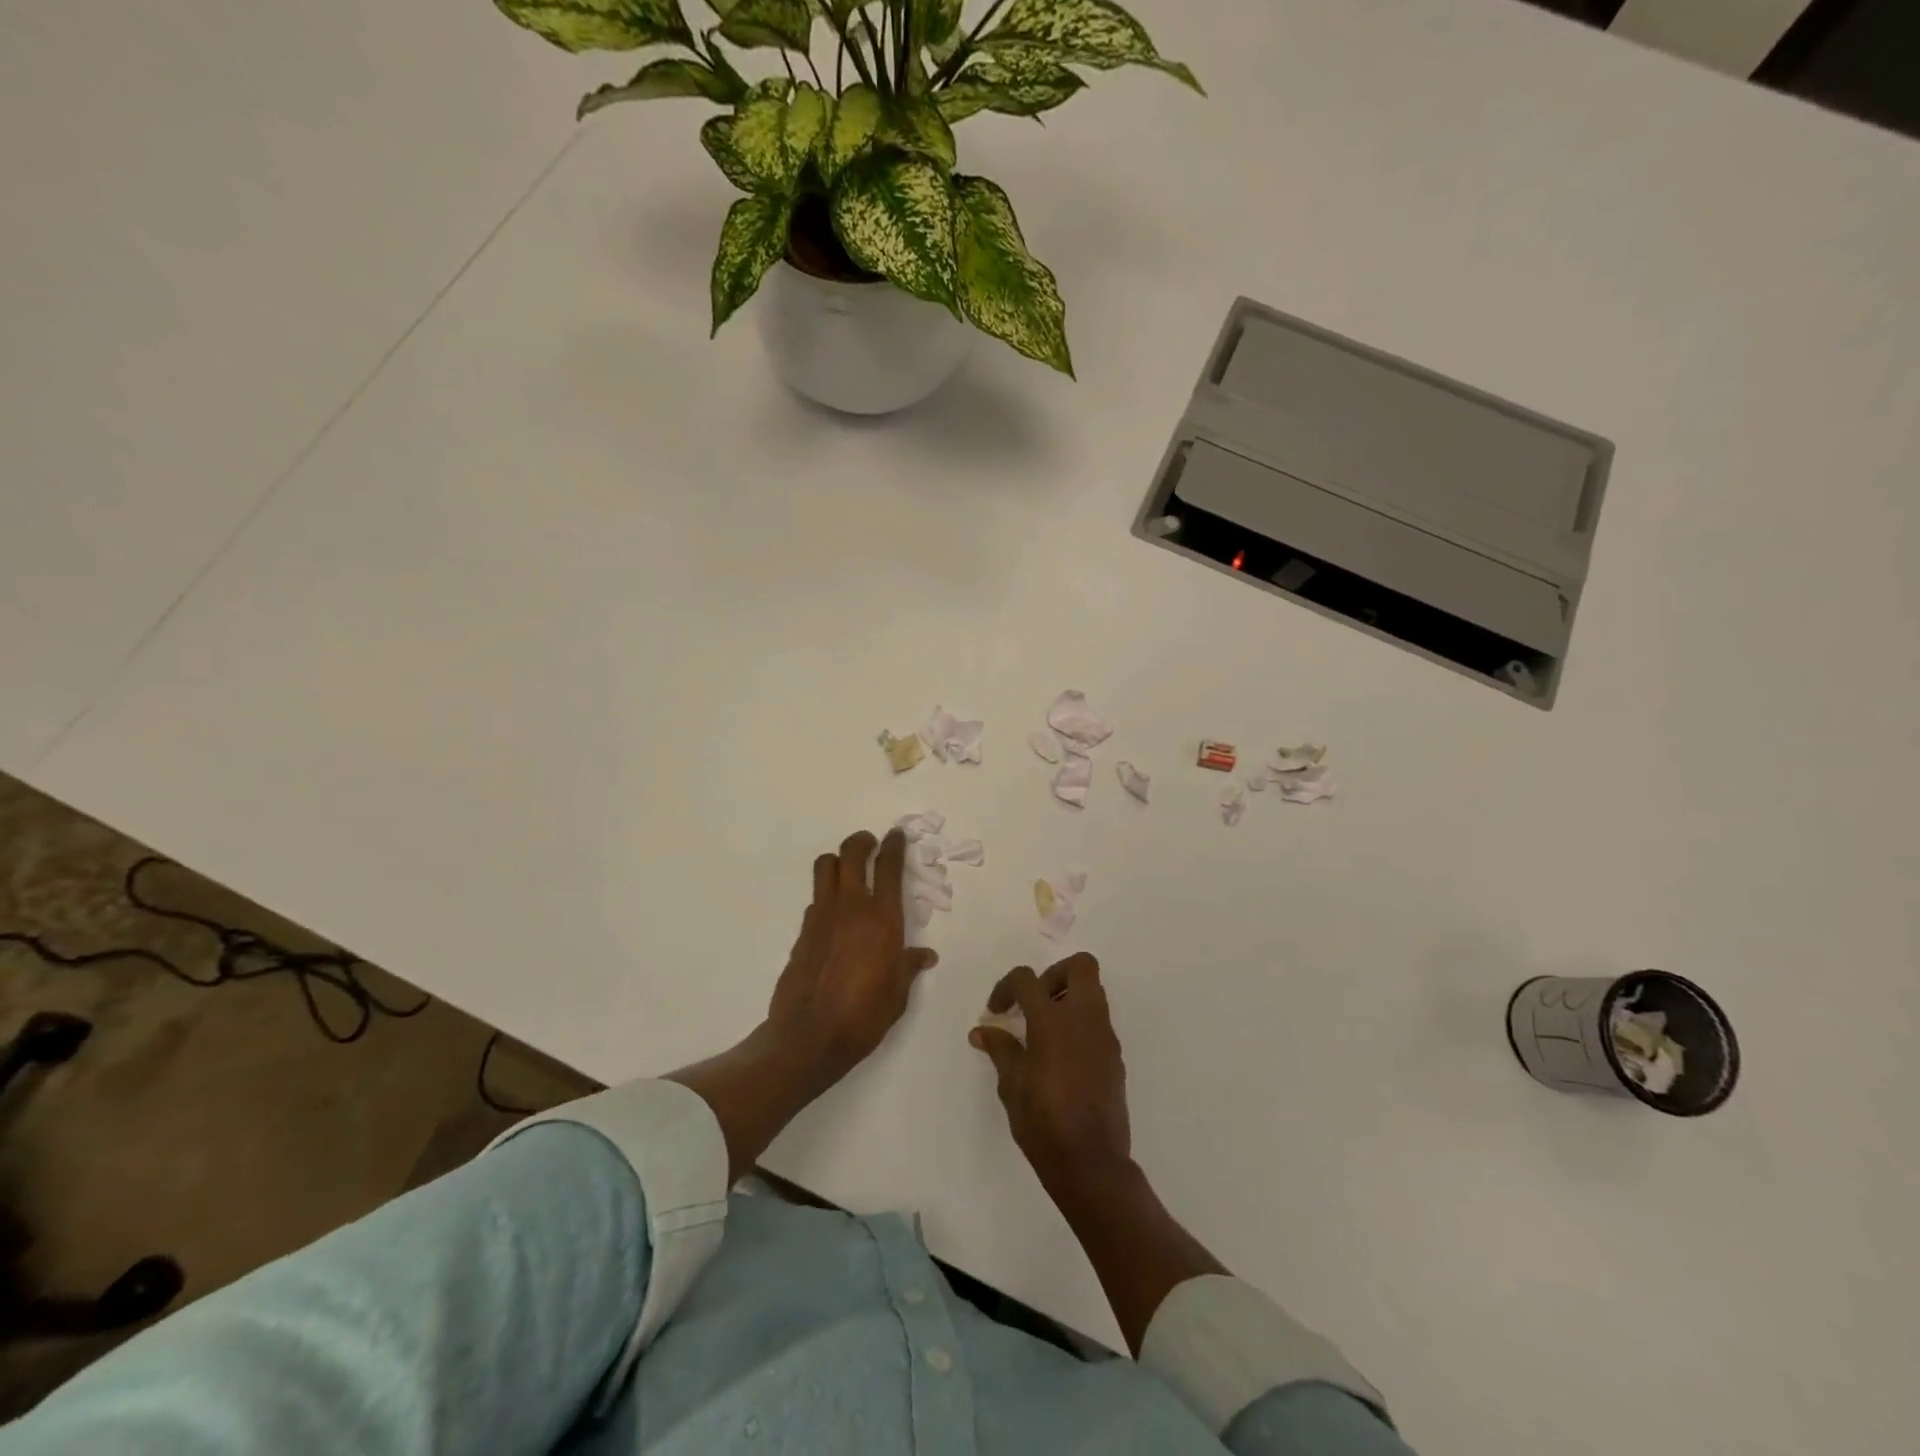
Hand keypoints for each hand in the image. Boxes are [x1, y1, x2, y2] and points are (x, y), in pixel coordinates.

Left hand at [767, 828, 938, 1080]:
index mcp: (883, 918)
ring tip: (848, 871)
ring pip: (826, 866)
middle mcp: (852, 907)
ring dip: (838, 861)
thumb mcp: (898, 993)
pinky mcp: (803, 931)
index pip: (890, 867)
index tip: (896, 835)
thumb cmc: (865, 1015)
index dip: (894, 846)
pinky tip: (833, 915)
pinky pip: (816, 898)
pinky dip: (826, 895)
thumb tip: (925, 955)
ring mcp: (822, 915)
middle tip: (870, 844)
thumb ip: (909, 966)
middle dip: (862, 842)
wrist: (810, 1035)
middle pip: (852, 853)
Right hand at [970, 953, 1131, 1194]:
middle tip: (1034, 1002)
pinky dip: (1079, 1024)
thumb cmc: (1044, 1123)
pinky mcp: (1115, 1056)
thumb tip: (982, 1031)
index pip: (1027, 979)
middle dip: (1053, 975)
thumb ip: (1000, 1049)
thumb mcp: (1012, 1085)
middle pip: (1080, 966)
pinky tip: (1061, 1056)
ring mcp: (1105, 1036)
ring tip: (1044, 1030)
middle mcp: (1084, 1019)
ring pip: (1093, 992)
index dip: (1007, 987)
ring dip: (1068, 998)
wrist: (1092, 1163)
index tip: (997, 1012)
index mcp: (1053, 1021)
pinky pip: (1098, 1021)